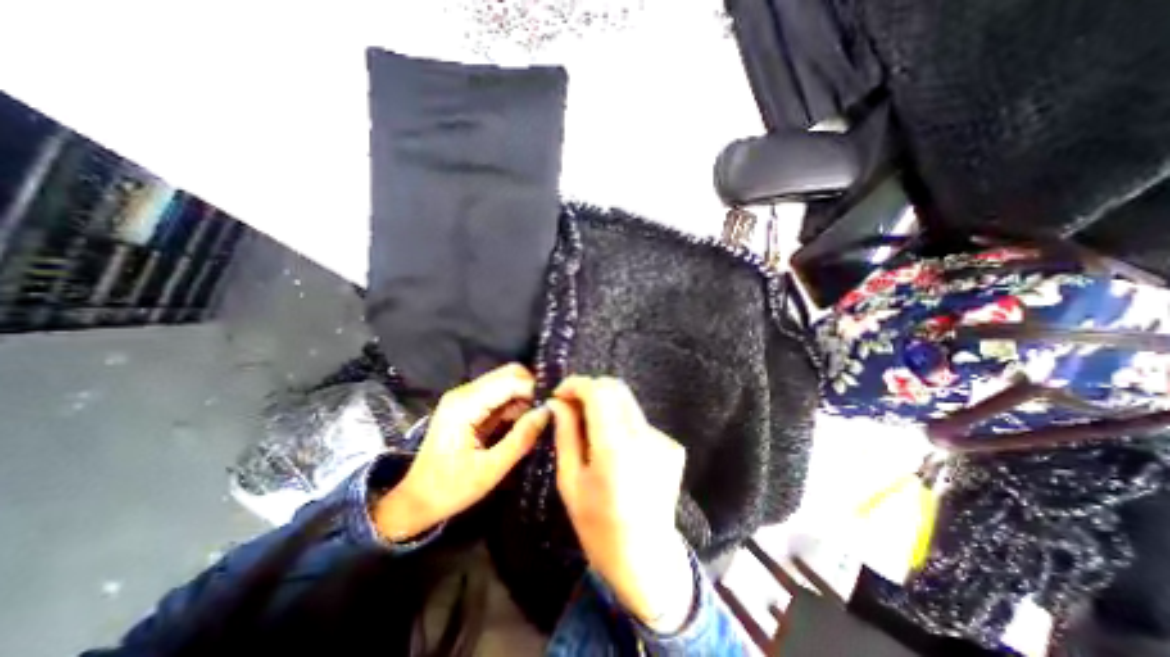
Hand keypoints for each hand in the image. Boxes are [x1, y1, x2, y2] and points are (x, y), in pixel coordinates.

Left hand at [380, 365, 554, 537]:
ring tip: (538, 419)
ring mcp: (465, 397)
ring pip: (505, 381)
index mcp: (465, 405)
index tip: (554, 406)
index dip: (535, 390)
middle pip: (508, 374)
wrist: (415, 501)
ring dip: (524, 396)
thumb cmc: (450, 489)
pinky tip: (523, 422)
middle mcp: (464, 392)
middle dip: (531, 389)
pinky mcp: (468, 405)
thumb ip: (521, 439)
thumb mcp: (490, 470)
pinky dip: (515, 403)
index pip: (510, 381)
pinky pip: (499, 394)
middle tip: (547, 411)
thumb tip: (548, 412)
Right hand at [548, 377, 690, 634]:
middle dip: (590, 389)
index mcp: (616, 448)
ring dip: (605, 406)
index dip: (576, 384)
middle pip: (616, 388)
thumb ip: (565, 434)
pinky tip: (616, 450)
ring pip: (628, 403)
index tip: (559, 393)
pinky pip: (639, 421)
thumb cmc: (598, 527)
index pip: (598, 392)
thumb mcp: (570, 482)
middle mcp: (644, 437)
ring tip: (591, 430)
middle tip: (571, 406)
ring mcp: (663, 440)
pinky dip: (622, 424)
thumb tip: (557, 402)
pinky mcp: (672, 446)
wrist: (647, 560)